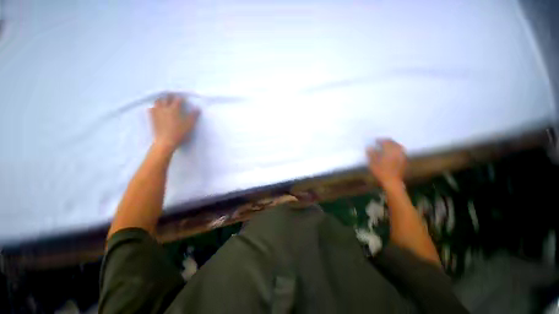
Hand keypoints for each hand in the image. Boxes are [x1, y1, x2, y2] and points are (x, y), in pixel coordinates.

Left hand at [150, 94, 199, 152]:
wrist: (165, 143)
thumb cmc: (178, 134)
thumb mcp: (189, 126)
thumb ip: (193, 116)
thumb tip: (198, 108)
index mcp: (175, 108)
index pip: (178, 99)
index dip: (181, 99)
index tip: (183, 101)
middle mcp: (165, 108)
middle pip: (166, 98)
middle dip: (170, 97)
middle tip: (172, 99)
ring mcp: (158, 113)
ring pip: (157, 102)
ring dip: (160, 101)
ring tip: (163, 102)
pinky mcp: (153, 118)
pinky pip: (151, 109)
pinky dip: (152, 108)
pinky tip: (154, 109)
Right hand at [366, 139, 406, 187]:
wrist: (393, 183)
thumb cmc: (382, 172)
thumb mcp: (373, 163)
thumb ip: (371, 154)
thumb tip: (368, 147)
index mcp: (390, 148)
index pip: (385, 140)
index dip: (379, 140)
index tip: (375, 141)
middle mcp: (397, 149)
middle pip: (392, 142)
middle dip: (387, 142)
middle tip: (381, 144)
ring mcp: (402, 154)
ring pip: (397, 146)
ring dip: (392, 145)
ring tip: (387, 149)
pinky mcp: (404, 160)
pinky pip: (400, 152)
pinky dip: (396, 151)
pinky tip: (393, 155)